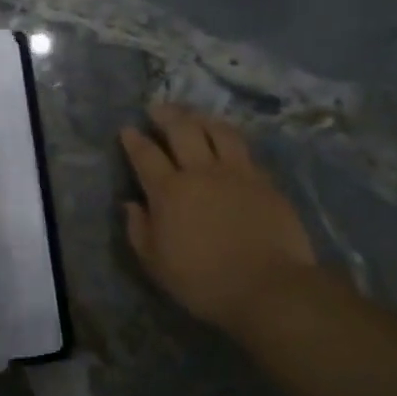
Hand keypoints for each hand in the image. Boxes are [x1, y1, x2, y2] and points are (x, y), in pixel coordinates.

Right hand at [120, 103, 317, 328]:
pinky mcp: (265, 182)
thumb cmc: (203, 281)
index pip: (145, 155)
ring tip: (195, 116)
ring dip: (202, 118)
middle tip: (158, 108)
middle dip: (167, 114)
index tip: (128, 129)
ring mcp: (237, 173)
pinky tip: (228, 143)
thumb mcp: (156, 264)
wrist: (268, 287)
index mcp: (169, 191)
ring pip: (218, 131)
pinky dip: (230, 140)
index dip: (134, 140)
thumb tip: (131, 204)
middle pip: (182, 129)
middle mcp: (201, 172)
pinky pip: (245, 151)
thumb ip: (139, 230)